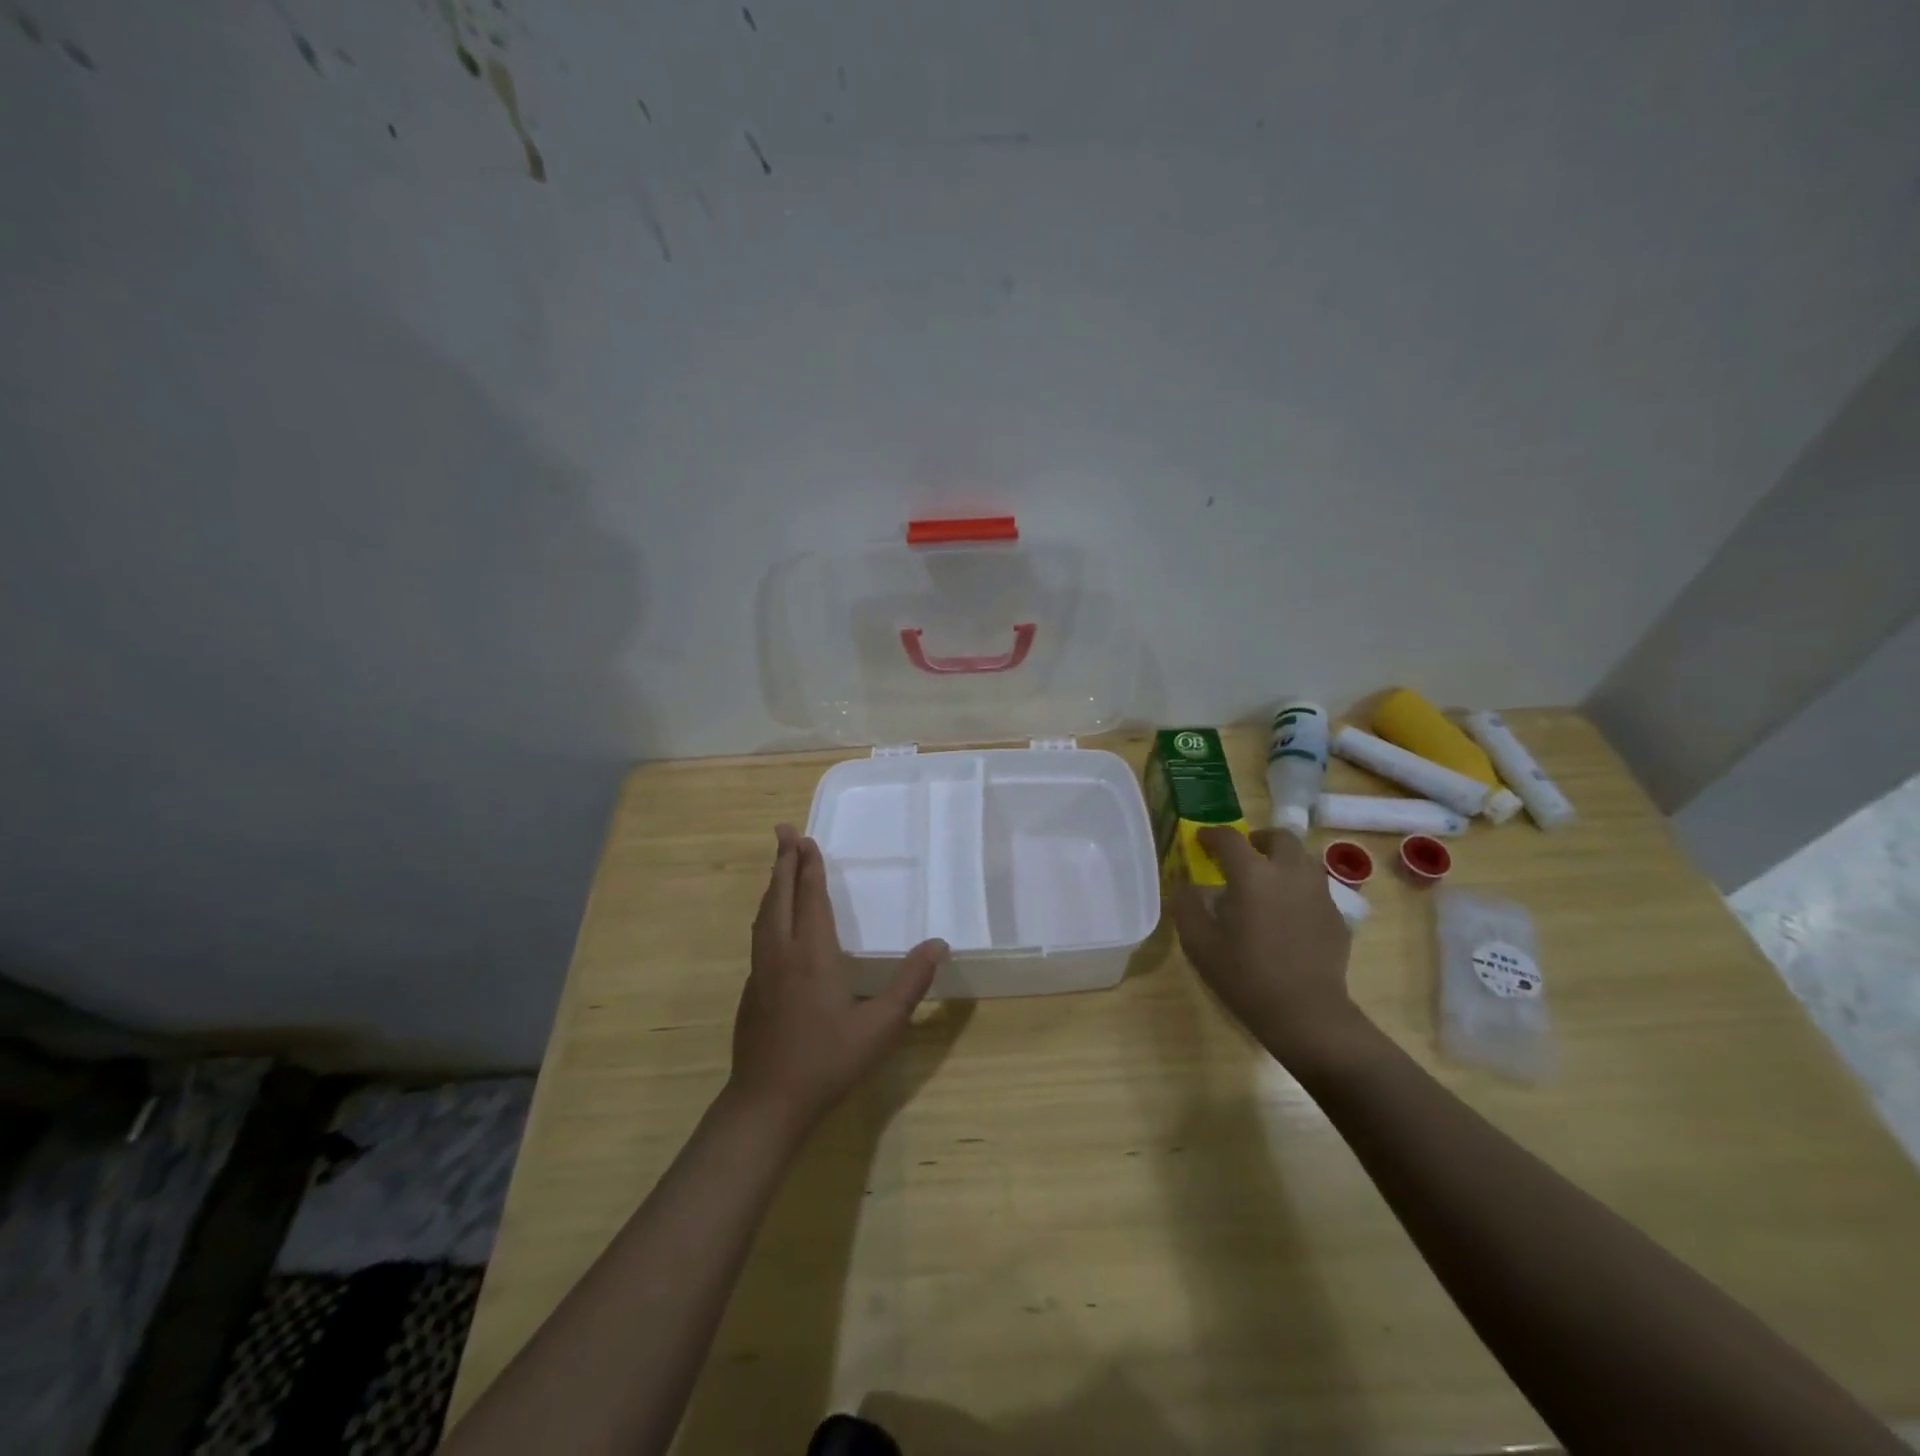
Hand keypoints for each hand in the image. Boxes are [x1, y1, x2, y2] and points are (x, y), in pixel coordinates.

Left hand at [728, 824, 948, 1134]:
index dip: (809, 867)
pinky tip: (773, 923)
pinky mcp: (751, 991)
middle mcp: (782, 953)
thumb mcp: (882, 1025)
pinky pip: (759, 936)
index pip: (810, 898)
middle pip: (779, 896)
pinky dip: (767, 913)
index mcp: (812, 954)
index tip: (804, 838)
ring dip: (773, 885)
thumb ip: (910, 983)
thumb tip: (938, 944)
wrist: (768, 1102)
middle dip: (783, 861)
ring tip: (779, 867)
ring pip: (764, 915)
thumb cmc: (828, 1060)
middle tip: (783, 830)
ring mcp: (760, 972)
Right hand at [1169, 827, 1358, 1066]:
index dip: (1211, 835)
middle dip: (1258, 840)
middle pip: (1279, 837)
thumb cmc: (1245, 976)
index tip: (1200, 840)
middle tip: (1242, 857)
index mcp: (1252, 874)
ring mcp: (1318, 892)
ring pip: (1302, 858)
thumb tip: (1183, 884)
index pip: (1229, 838)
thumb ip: (1186, 906)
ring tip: (1266, 882)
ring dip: (1282, 860)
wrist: (1306, 1014)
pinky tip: (1287, 914)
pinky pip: (1315, 887)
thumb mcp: (1199, 944)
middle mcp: (1289, 872)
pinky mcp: (1336, 914)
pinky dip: (1298, 888)